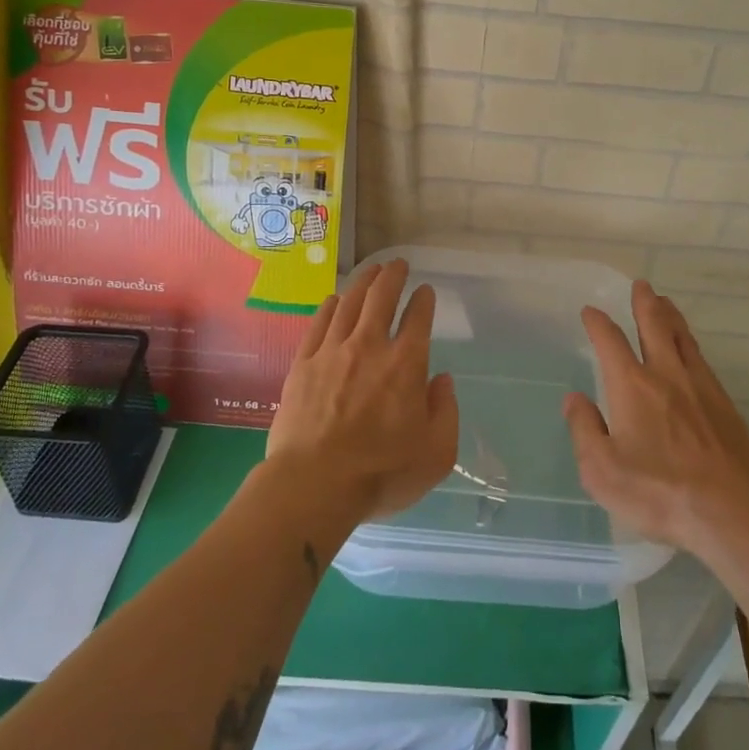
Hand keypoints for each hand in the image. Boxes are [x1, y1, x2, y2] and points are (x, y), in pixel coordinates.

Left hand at [267, 260, 458, 521]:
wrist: (313, 485)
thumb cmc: (381, 473)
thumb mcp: (436, 453)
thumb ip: (445, 411)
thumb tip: (441, 380)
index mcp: (406, 364)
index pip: (418, 318)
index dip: (424, 300)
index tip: (426, 291)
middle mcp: (369, 346)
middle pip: (381, 297)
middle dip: (392, 276)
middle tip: (397, 264)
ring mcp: (332, 352)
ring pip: (349, 303)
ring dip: (363, 282)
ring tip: (371, 271)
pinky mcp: (303, 364)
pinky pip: (318, 324)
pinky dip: (329, 306)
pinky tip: (334, 300)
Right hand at [565, 281, 748, 555]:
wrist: (731, 511)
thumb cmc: (658, 492)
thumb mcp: (602, 470)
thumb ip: (584, 430)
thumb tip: (574, 399)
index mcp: (631, 386)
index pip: (610, 341)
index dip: (598, 323)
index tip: (590, 311)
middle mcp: (665, 374)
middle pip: (654, 326)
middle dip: (644, 303)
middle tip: (641, 285)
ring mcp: (699, 386)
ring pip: (682, 338)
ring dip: (670, 316)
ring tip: (665, 302)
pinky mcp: (724, 403)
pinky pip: (702, 359)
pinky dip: (690, 343)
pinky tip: (690, 349)